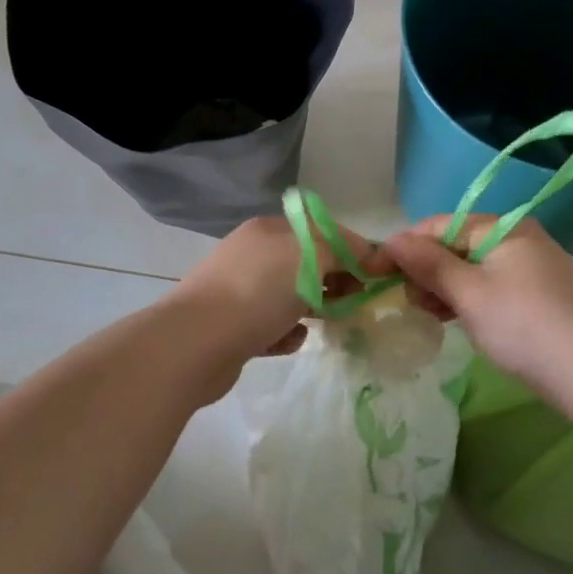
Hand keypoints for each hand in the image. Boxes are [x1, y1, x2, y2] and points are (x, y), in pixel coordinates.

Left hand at [169, 214, 382, 362]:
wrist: (196, 343)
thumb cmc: (258, 292)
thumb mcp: (310, 257)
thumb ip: (341, 251)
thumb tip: (363, 254)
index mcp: (270, 230)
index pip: (322, 230)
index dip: (352, 249)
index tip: (376, 275)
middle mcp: (253, 254)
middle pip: (307, 263)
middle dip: (335, 281)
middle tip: (356, 302)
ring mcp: (240, 291)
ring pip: (290, 296)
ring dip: (314, 308)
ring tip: (330, 323)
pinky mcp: (234, 327)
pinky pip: (272, 325)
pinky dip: (286, 333)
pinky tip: (290, 341)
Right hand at [382, 216, 572, 401]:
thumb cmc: (524, 326)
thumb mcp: (469, 293)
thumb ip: (428, 264)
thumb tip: (390, 240)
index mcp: (503, 228)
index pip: (440, 225)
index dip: (404, 246)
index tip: (374, 272)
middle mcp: (520, 238)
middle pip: (457, 245)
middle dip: (425, 270)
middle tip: (404, 301)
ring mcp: (534, 267)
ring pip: (474, 269)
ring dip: (445, 288)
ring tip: (426, 314)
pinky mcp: (542, 296)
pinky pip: (493, 287)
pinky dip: (469, 300)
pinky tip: (455, 320)